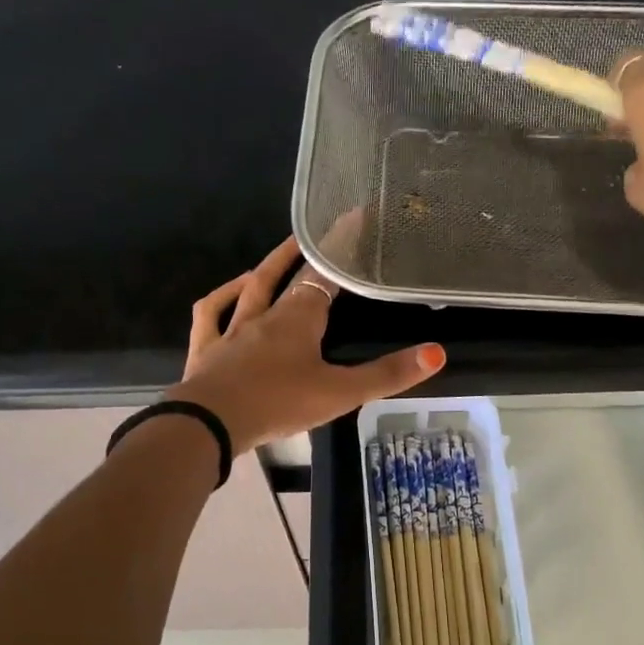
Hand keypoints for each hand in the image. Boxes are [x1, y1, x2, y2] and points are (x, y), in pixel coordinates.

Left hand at [167, 237, 445, 455]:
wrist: (211, 424)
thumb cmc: (278, 403)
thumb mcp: (340, 393)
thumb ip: (387, 374)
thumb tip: (437, 352)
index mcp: (298, 319)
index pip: (324, 274)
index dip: (340, 249)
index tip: (355, 220)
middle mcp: (264, 316)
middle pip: (284, 276)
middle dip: (302, 254)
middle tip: (315, 233)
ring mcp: (231, 331)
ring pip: (248, 290)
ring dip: (263, 271)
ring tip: (273, 260)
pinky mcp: (206, 350)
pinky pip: (209, 316)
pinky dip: (219, 300)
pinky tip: (225, 296)